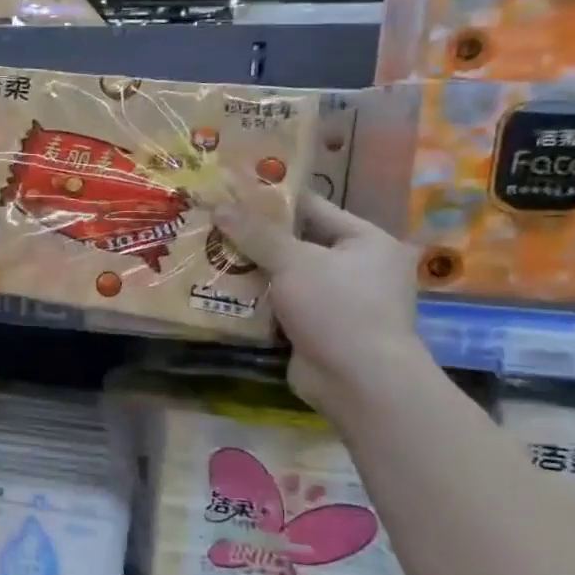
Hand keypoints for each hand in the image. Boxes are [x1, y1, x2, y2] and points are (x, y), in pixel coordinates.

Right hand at [211, 185, 429, 418]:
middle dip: (255, 239)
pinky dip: (255, 302)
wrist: (359, 381)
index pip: (314, 208)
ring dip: (251, 271)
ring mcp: (338, 302)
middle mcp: (358, 268)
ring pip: (285, 277)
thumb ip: (256, 234)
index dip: (273, 200)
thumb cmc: (337, 308)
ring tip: (207, 256)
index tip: (233, 193)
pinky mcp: (318, 330)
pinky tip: (219, 293)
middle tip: (212, 226)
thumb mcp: (294, 262)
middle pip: (297, 244)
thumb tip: (220, 206)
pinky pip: (281, 307)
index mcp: (367, 241)